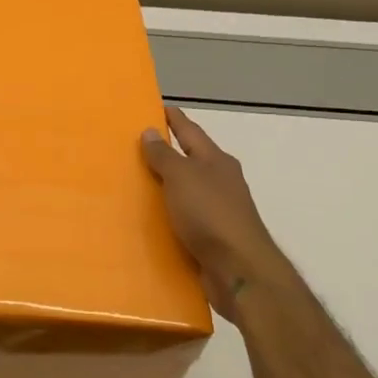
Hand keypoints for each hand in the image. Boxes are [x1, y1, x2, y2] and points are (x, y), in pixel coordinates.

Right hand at [141, 105, 288, 322]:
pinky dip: (170, 214)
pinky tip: (152, 219)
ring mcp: (219, 211)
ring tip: (138, 182)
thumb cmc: (210, 214)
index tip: (157, 106)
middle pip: (191, 160)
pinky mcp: (214, 238)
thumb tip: (150, 131)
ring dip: (168, 185)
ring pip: (188, 190)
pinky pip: (186, 219)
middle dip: (169, 152)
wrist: (239, 271)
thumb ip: (164, 155)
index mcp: (216, 161)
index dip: (174, 118)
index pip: (190, 131)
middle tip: (138, 144)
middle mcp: (221, 182)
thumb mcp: (182, 177)